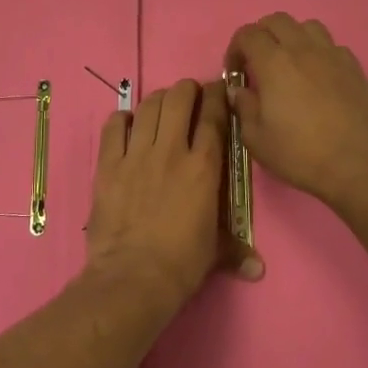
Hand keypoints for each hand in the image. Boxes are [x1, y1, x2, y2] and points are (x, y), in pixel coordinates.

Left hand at [86, 78, 260, 306]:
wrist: (133, 277)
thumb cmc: (181, 264)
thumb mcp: (215, 252)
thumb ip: (236, 250)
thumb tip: (258, 268)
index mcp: (204, 167)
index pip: (213, 117)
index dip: (217, 97)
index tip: (218, 90)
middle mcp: (171, 151)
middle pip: (179, 99)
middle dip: (187, 89)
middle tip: (189, 95)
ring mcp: (137, 155)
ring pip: (148, 107)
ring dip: (158, 100)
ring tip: (162, 105)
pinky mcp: (108, 165)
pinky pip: (114, 127)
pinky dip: (122, 119)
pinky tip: (127, 123)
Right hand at [225, 14, 367, 208]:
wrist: (356, 166)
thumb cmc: (300, 154)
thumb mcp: (256, 139)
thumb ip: (243, 107)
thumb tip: (239, 90)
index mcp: (274, 63)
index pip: (248, 34)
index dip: (235, 49)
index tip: (235, 72)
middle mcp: (303, 49)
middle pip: (277, 20)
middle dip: (262, 35)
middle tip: (258, 62)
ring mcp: (332, 56)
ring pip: (308, 27)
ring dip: (293, 37)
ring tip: (290, 62)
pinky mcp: (354, 67)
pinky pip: (332, 46)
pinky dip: (319, 52)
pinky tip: (318, 76)